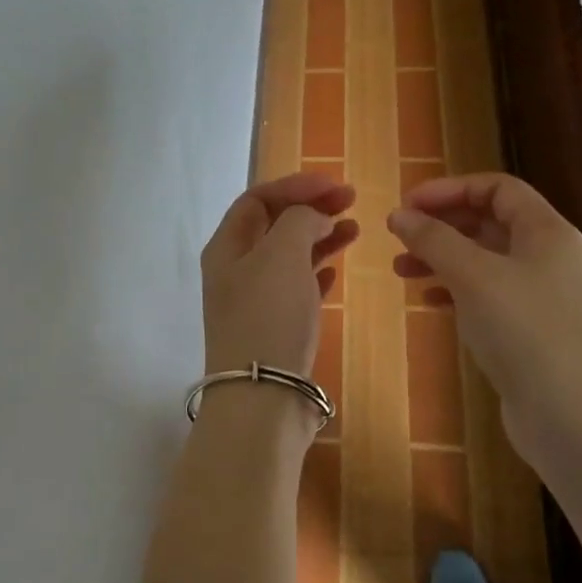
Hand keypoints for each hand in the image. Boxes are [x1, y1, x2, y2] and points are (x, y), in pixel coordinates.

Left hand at [201, 172, 357, 376]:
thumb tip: (314, 217)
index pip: (257, 199)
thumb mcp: (281, 254)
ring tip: (354, 229)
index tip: (334, 184)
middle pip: (273, 225)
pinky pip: (296, 288)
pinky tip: (335, 271)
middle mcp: (235, 270)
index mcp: (227, 247)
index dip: (295, 185)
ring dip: (319, 237)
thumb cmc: (268, 317)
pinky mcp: (274, 328)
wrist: (262, 397)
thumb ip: (300, 221)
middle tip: (350, 201)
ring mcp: (254, 301)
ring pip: (288, 256)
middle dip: (310, 208)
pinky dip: (316, 272)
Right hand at [388, 174, 581, 437]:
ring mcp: (539, 296)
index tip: (407, 205)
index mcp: (545, 231)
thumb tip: (399, 215)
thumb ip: (433, 240)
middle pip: (488, 222)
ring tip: (401, 270)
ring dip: (441, 258)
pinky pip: (485, 295)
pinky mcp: (528, 331)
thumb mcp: (473, 275)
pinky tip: (429, 301)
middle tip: (399, 236)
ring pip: (483, 261)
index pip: (497, 188)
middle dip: (441, 224)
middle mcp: (546, 257)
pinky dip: (454, 290)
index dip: (450, 189)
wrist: (573, 417)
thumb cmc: (525, 331)